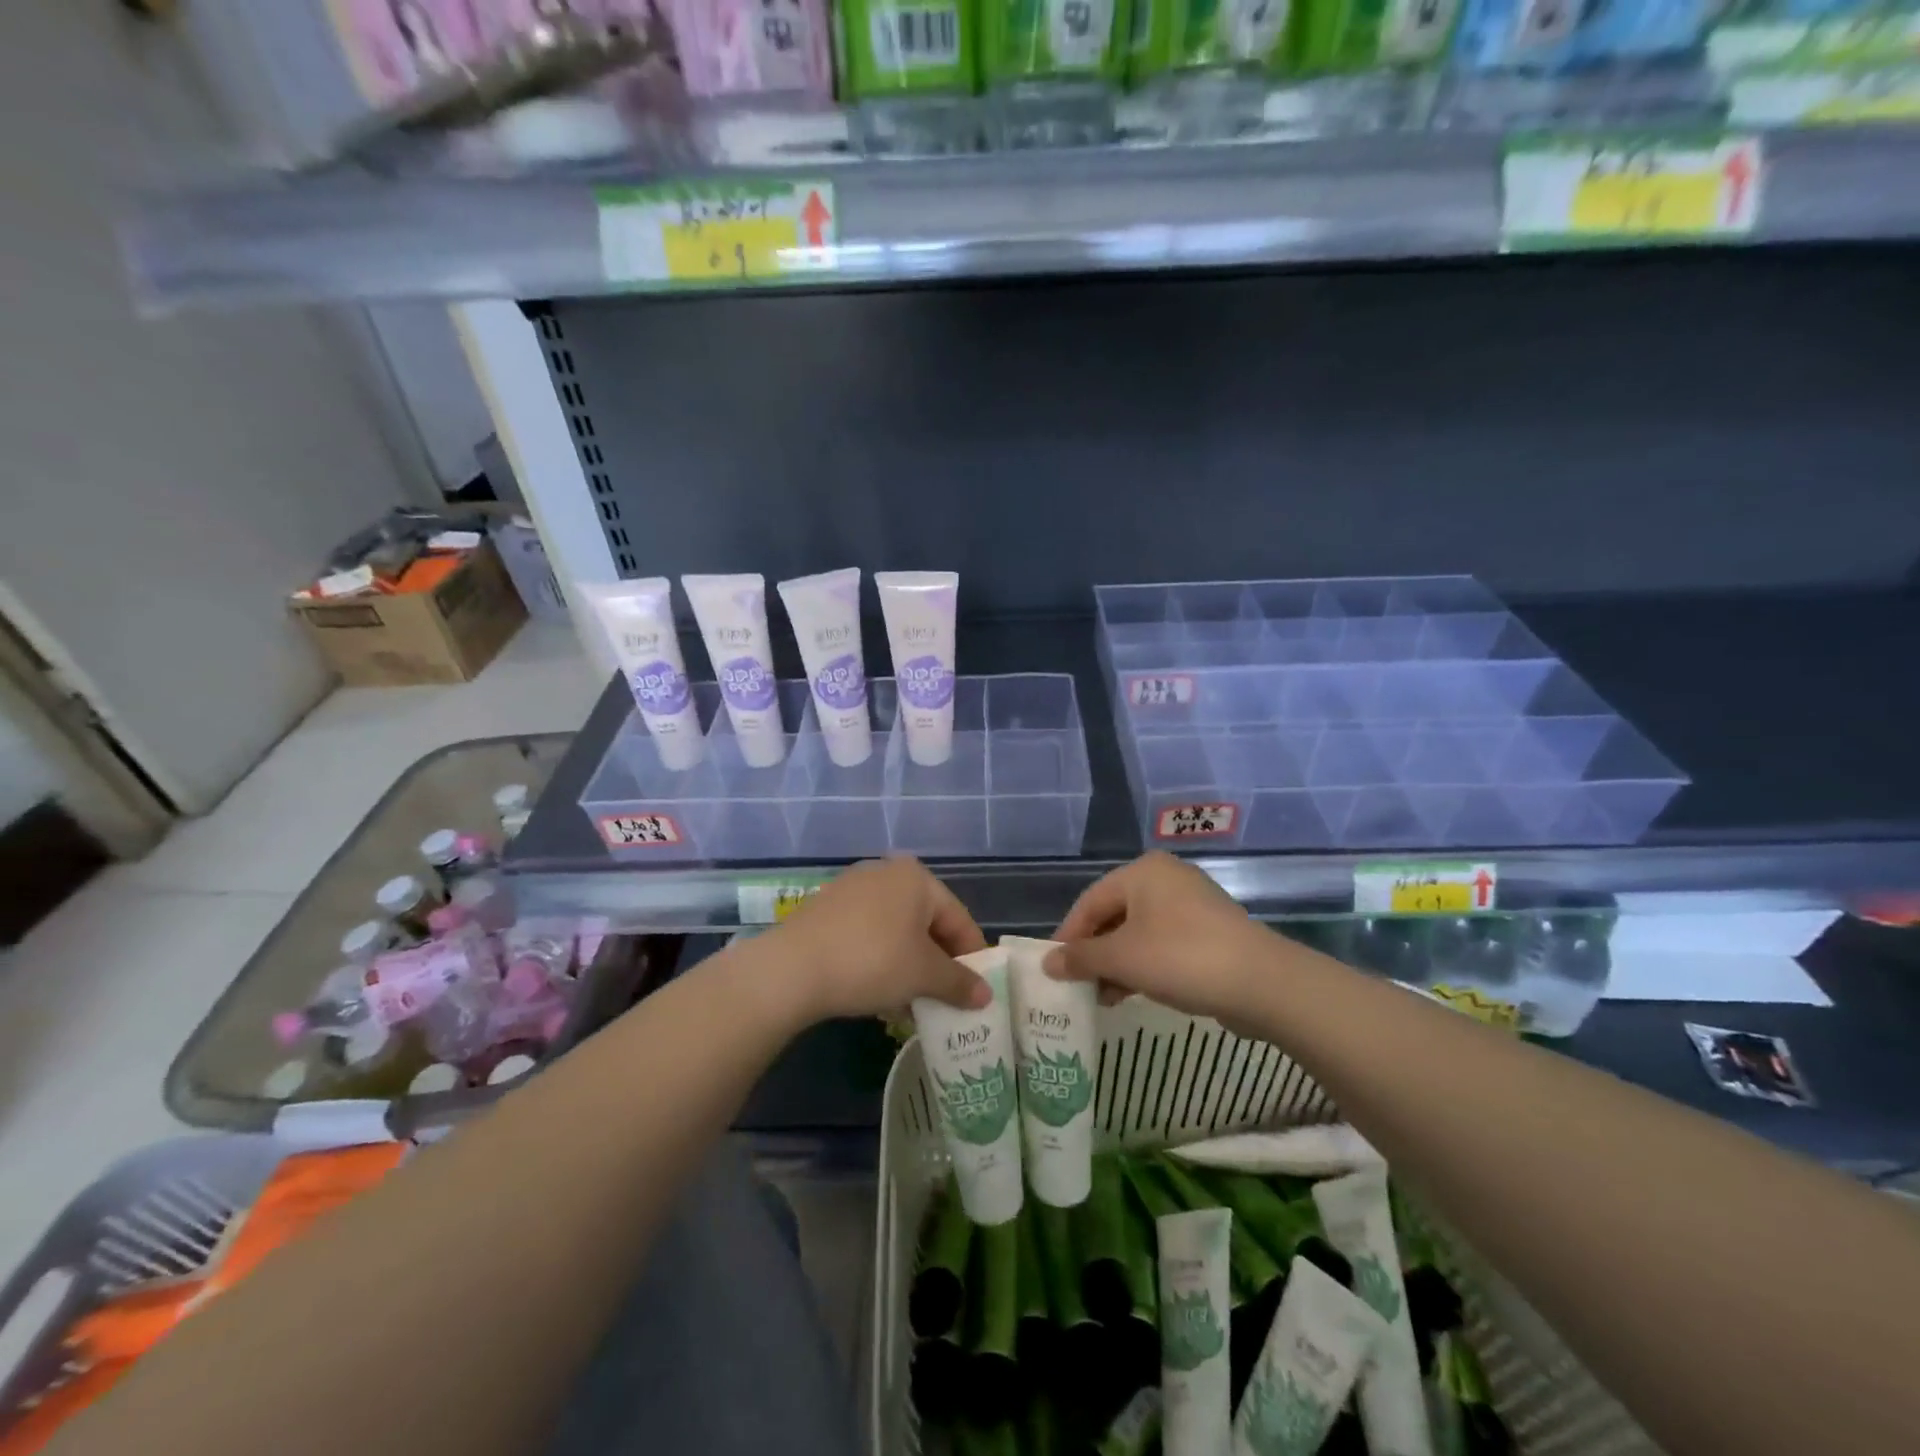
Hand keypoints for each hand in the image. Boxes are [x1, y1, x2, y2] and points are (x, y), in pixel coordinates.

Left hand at [761, 857, 989, 1023]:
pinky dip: (881, 959)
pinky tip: (878, 992)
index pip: (958, 918)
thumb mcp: (923, 976)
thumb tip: (985, 995)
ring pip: (896, 930)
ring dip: (909, 966)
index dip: (971, 957)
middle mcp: (886, 872)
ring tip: (911, 1003)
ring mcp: (853, 888)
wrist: (791, 969)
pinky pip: (868, 933)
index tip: (976, 991)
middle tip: (943, 999)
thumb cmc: (872, 961)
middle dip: (937, 964)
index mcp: (917, 878)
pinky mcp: (827, 908)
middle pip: (926, 922)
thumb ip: (959, 983)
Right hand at [1045, 853, 1278, 1026]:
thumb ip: (1081, 958)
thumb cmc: (1181, 958)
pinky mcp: (1210, 930)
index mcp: (1142, 871)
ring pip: (1139, 932)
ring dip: (1117, 963)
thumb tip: (1048, 963)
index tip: (1054, 969)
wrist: (1262, 983)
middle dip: (1094, 952)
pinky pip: (1163, 943)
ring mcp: (1192, 903)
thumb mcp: (1122, 958)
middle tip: (1078, 985)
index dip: (1068, 936)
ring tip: (1102, 997)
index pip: (1090, 901)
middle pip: (1114, 915)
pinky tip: (1133, 992)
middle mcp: (1166, 878)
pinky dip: (1144, 965)